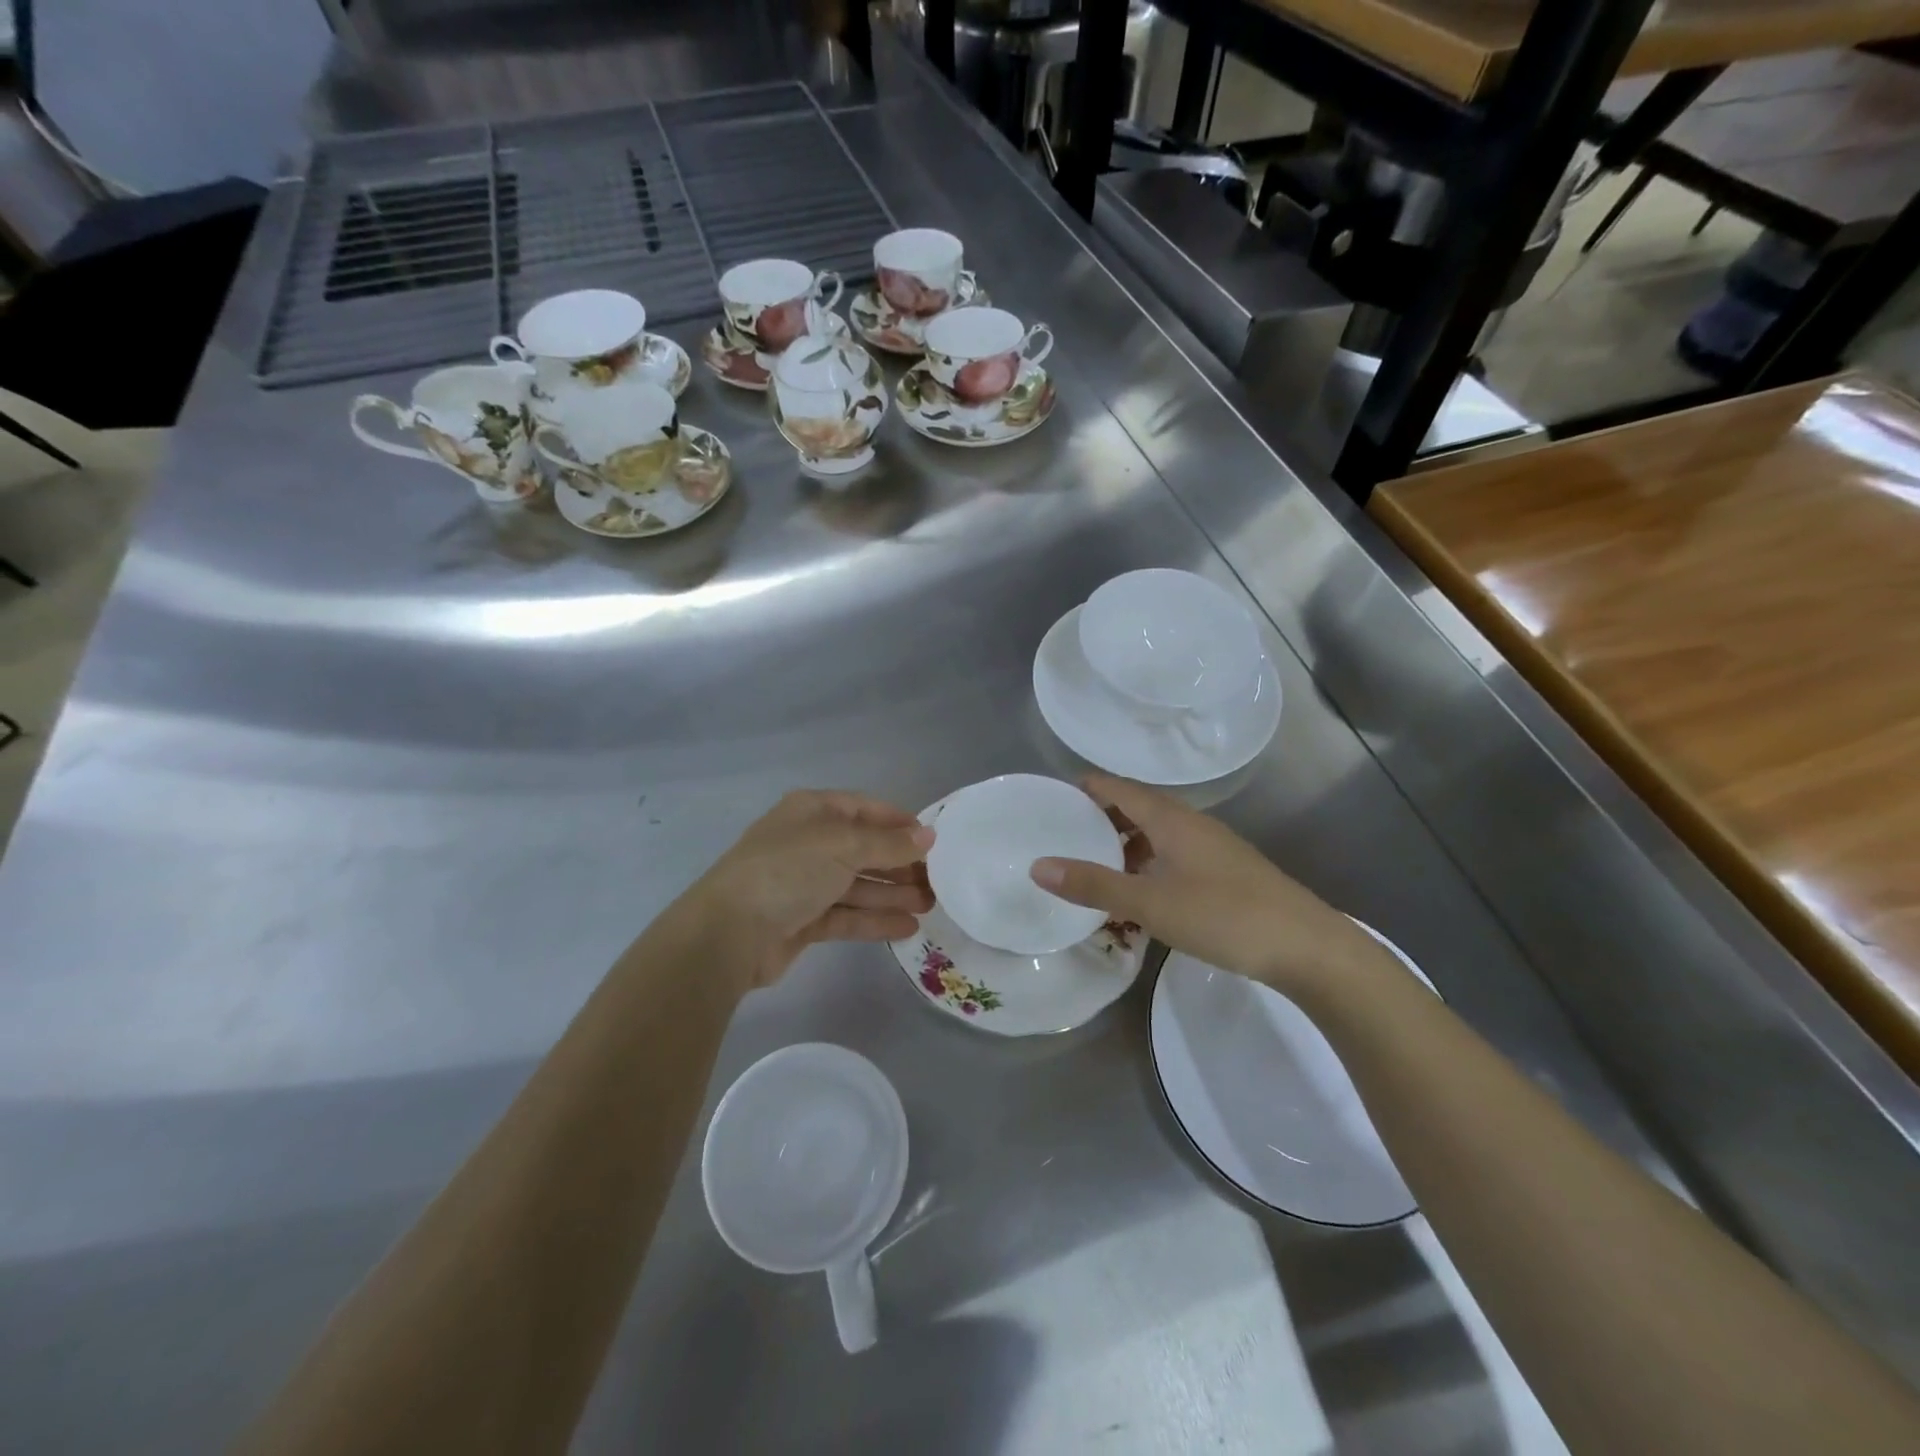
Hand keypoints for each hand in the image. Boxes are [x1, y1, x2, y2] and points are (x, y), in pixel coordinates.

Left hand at [685, 790, 934, 990]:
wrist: (729, 932)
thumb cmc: (788, 870)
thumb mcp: (844, 845)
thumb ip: (889, 843)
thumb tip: (928, 835)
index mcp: (812, 811)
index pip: (864, 809)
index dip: (899, 823)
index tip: (933, 841)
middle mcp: (809, 842)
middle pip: (864, 849)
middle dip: (901, 864)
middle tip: (938, 881)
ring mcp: (804, 883)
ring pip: (858, 884)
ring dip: (893, 894)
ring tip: (931, 906)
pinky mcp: (803, 920)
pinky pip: (847, 914)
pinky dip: (875, 919)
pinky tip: (907, 927)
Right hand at [1030, 774, 1381, 996]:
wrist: (1308, 948)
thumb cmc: (1224, 916)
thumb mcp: (1151, 903)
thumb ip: (1094, 885)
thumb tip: (1038, 866)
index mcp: (1172, 819)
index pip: (1120, 788)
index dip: (1088, 788)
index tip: (1054, 798)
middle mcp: (1193, 824)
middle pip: (1139, 807)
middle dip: (1103, 817)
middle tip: (1067, 835)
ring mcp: (1214, 848)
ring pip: (1159, 833)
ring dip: (1127, 842)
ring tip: (1098, 865)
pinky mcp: (1227, 872)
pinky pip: (1176, 853)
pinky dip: (1150, 862)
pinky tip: (1143, 891)